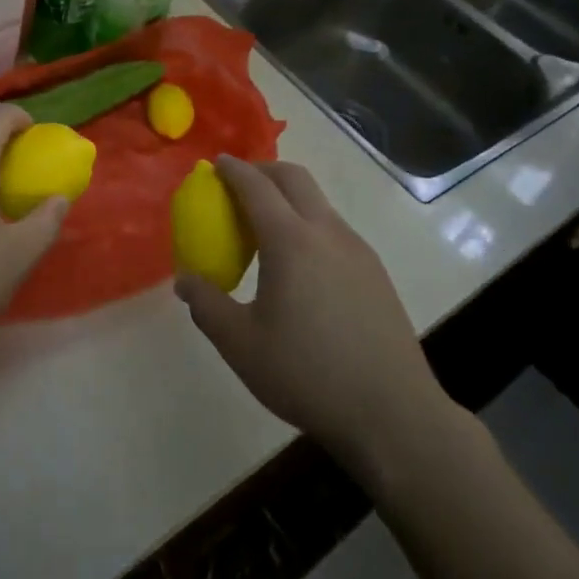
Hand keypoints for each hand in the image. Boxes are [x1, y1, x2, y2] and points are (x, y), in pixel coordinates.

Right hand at [175, 156, 464, 476]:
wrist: (394, 414)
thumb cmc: (308, 374)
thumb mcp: (241, 345)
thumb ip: (206, 306)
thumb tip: (185, 281)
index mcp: (291, 241)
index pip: (257, 186)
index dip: (233, 170)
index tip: (216, 164)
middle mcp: (327, 232)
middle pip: (294, 178)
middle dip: (263, 171)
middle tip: (238, 185)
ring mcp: (357, 250)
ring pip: (318, 201)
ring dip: (288, 197)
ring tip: (264, 226)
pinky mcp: (375, 271)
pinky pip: (333, 227)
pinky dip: (307, 222)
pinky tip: (298, 264)